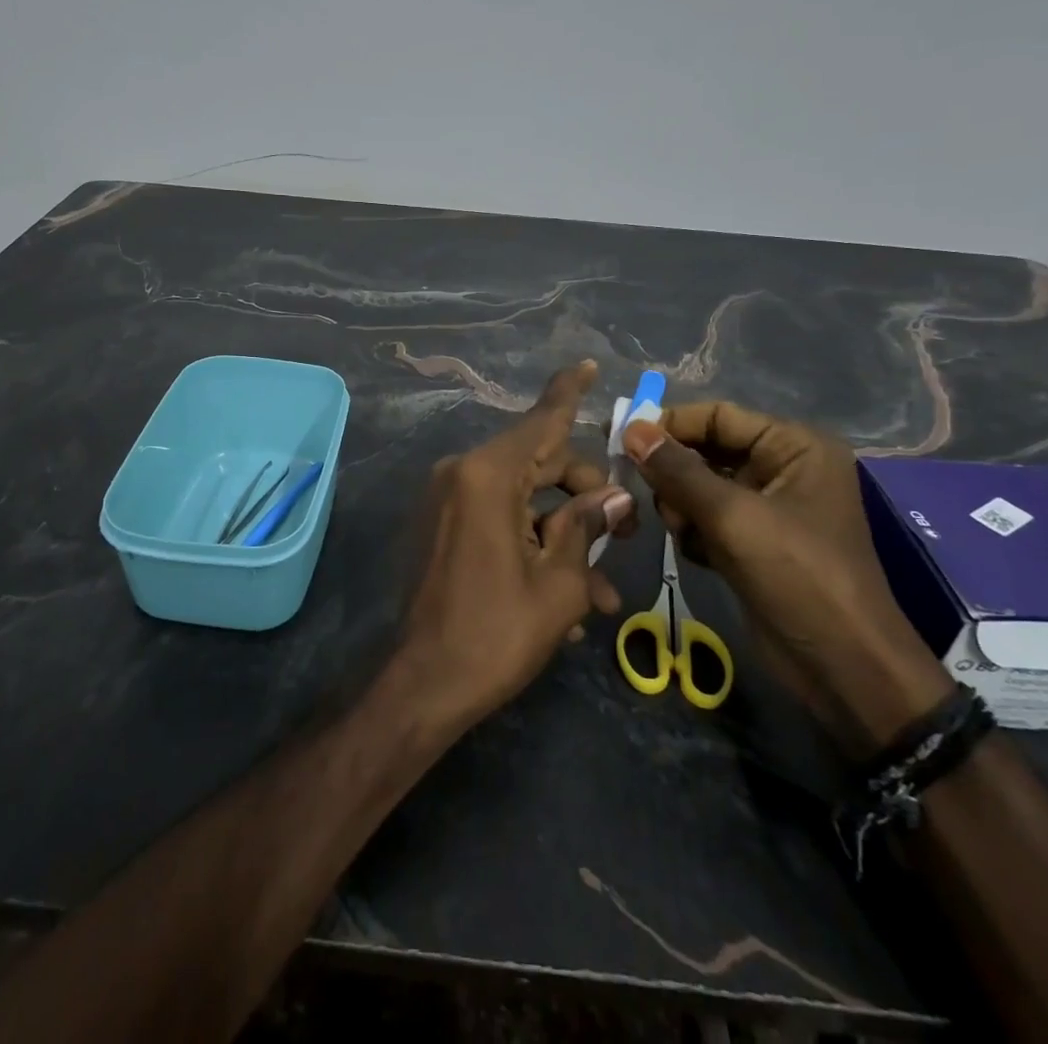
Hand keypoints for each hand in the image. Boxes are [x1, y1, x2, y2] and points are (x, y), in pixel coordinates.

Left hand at [393, 361, 633, 733]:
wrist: (424, 684)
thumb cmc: (497, 633)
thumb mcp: (559, 584)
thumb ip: (587, 528)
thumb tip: (615, 500)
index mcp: (488, 475)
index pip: (541, 421)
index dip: (568, 392)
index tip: (587, 364)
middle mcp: (462, 474)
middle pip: (540, 463)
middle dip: (586, 496)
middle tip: (623, 538)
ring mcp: (448, 500)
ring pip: (524, 499)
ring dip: (564, 536)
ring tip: (600, 595)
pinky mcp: (443, 526)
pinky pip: (499, 519)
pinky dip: (532, 545)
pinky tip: (564, 601)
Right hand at [622, 403, 950, 754]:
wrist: (843, 669)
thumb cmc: (797, 577)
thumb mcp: (733, 517)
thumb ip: (677, 471)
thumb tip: (631, 429)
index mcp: (794, 447)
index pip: (718, 417)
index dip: (670, 425)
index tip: (622, 440)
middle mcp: (782, 468)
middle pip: (706, 451)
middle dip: (674, 473)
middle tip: (648, 495)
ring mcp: (768, 508)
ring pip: (699, 486)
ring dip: (681, 506)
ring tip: (683, 531)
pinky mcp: (754, 542)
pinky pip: (706, 518)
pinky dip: (694, 531)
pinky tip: (699, 554)